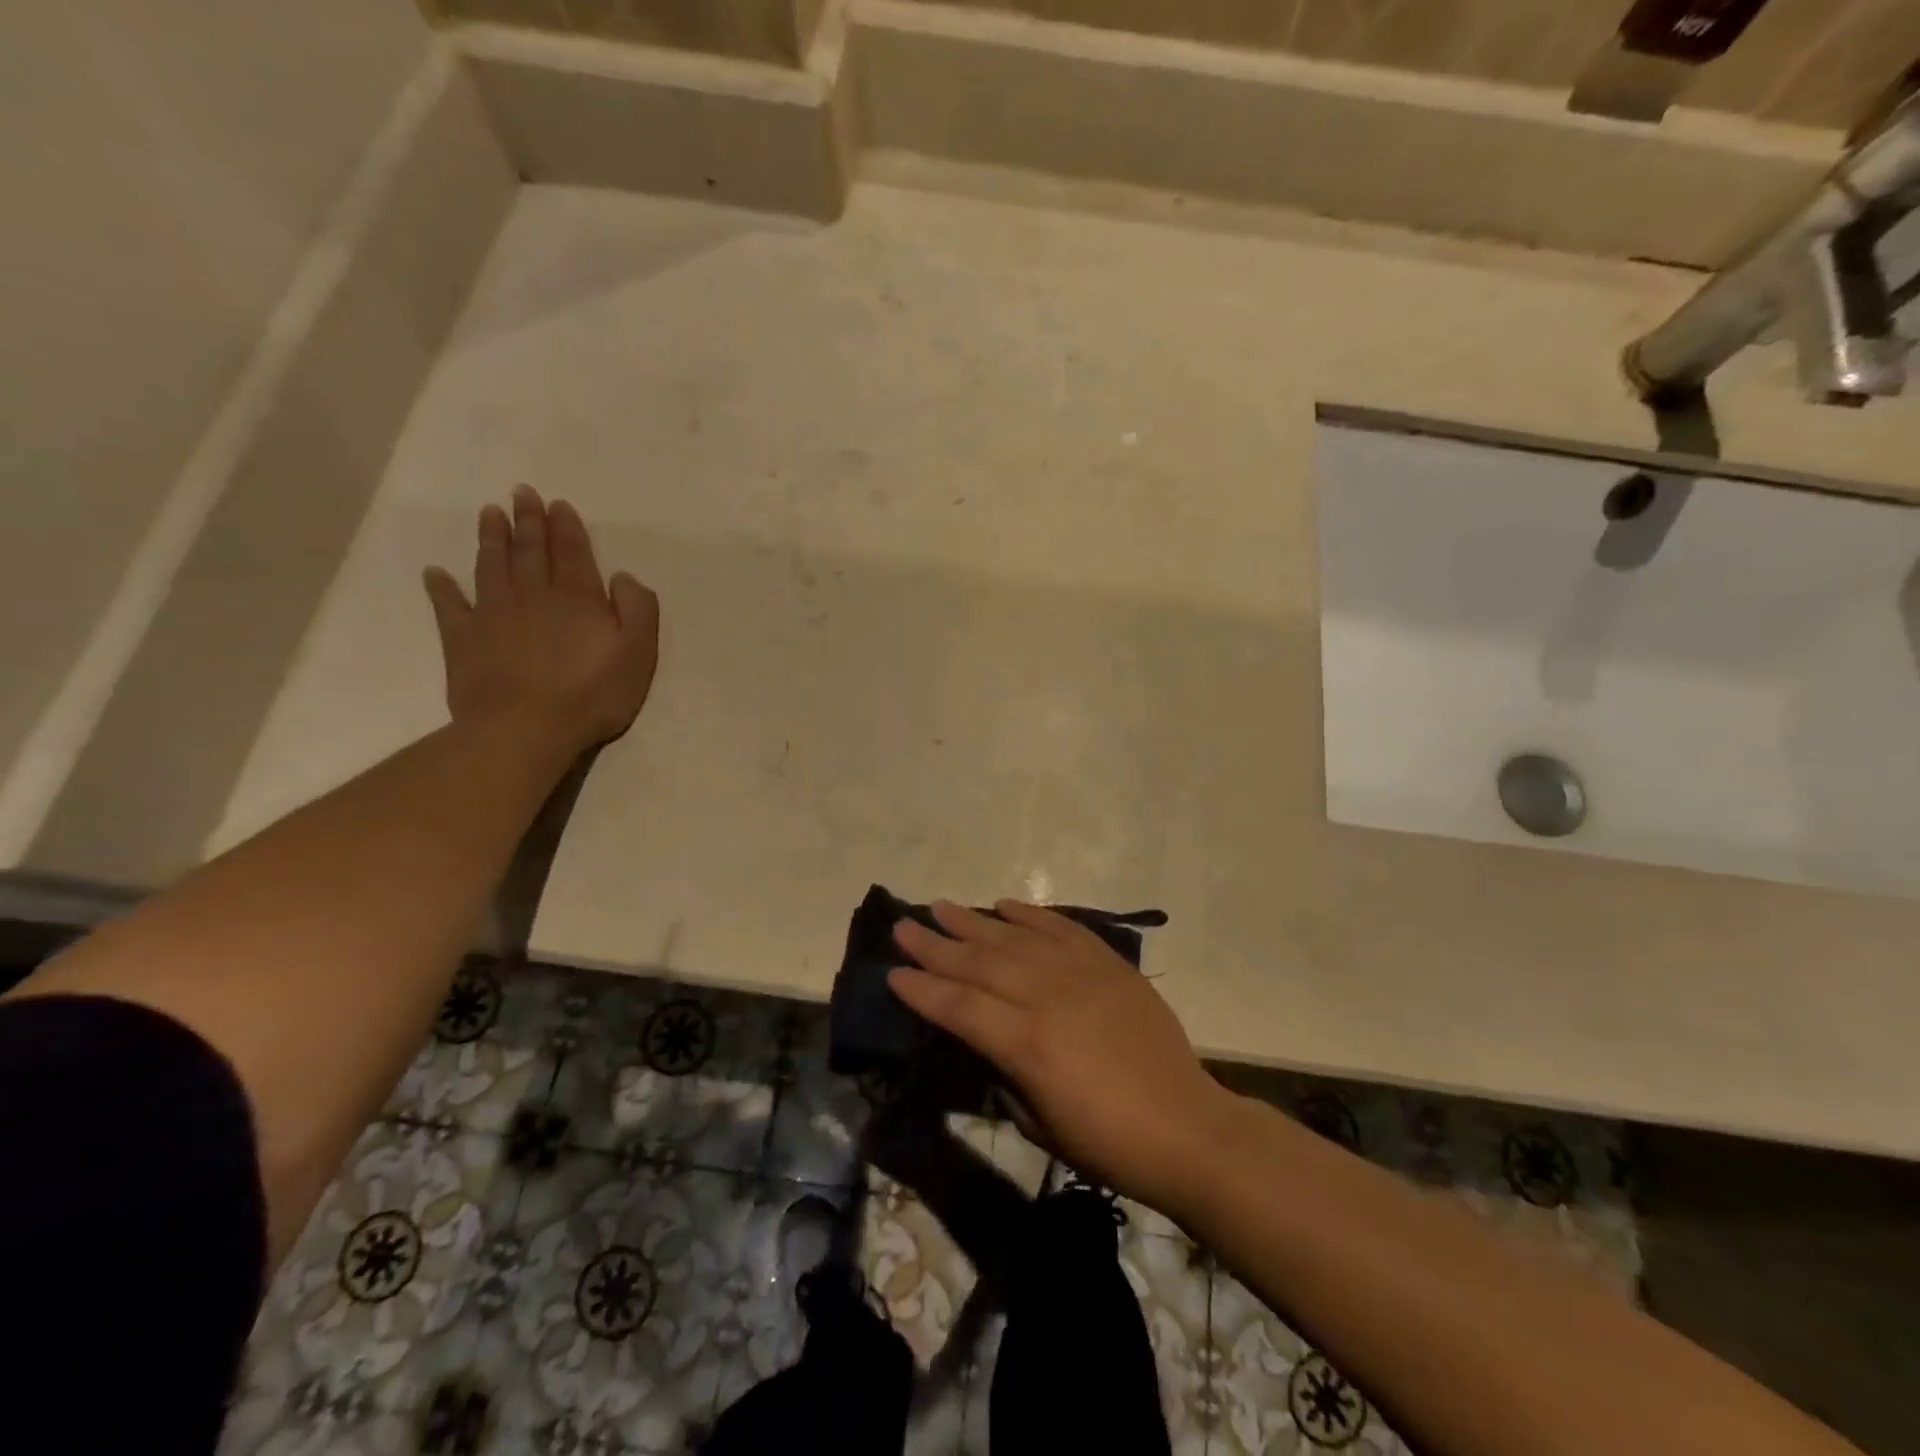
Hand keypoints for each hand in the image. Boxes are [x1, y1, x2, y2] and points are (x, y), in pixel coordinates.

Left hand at [424, 486, 658, 754]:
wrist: (525, 729)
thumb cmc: (592, 695)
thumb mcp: (638, 654)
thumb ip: (638, 610)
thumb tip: (623, 577)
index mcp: (578, 598)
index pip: (573, 552)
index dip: (567, 526)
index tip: (558, 504)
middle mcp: (534, 595)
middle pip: (531, 550)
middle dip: (528, 520)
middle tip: (522, 493)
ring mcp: (493, 614)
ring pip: (491, 565)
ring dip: (491, 538)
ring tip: (489, 514)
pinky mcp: (463, 639)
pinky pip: (449, 605)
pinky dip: (441, 587)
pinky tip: (435, 573)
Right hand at [890, 900, 1231, 1214]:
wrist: (1186, 1126)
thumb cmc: (1108, 1142)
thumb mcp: (1039, 1124)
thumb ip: (1005, 1074)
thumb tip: (986, 1039)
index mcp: (1026, 1044)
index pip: (959, 1006)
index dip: (922, 989)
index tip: (893, 972)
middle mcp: (1047, 996)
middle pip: (979, 962)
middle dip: (935, 945)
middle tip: (903, 926)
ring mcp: (1080, 974)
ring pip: (1015, 938)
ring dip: (973, 921)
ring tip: (941, 906)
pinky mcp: (1108, 964)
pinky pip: (1062, 928)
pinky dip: (1031, 914)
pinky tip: (1006, 904)